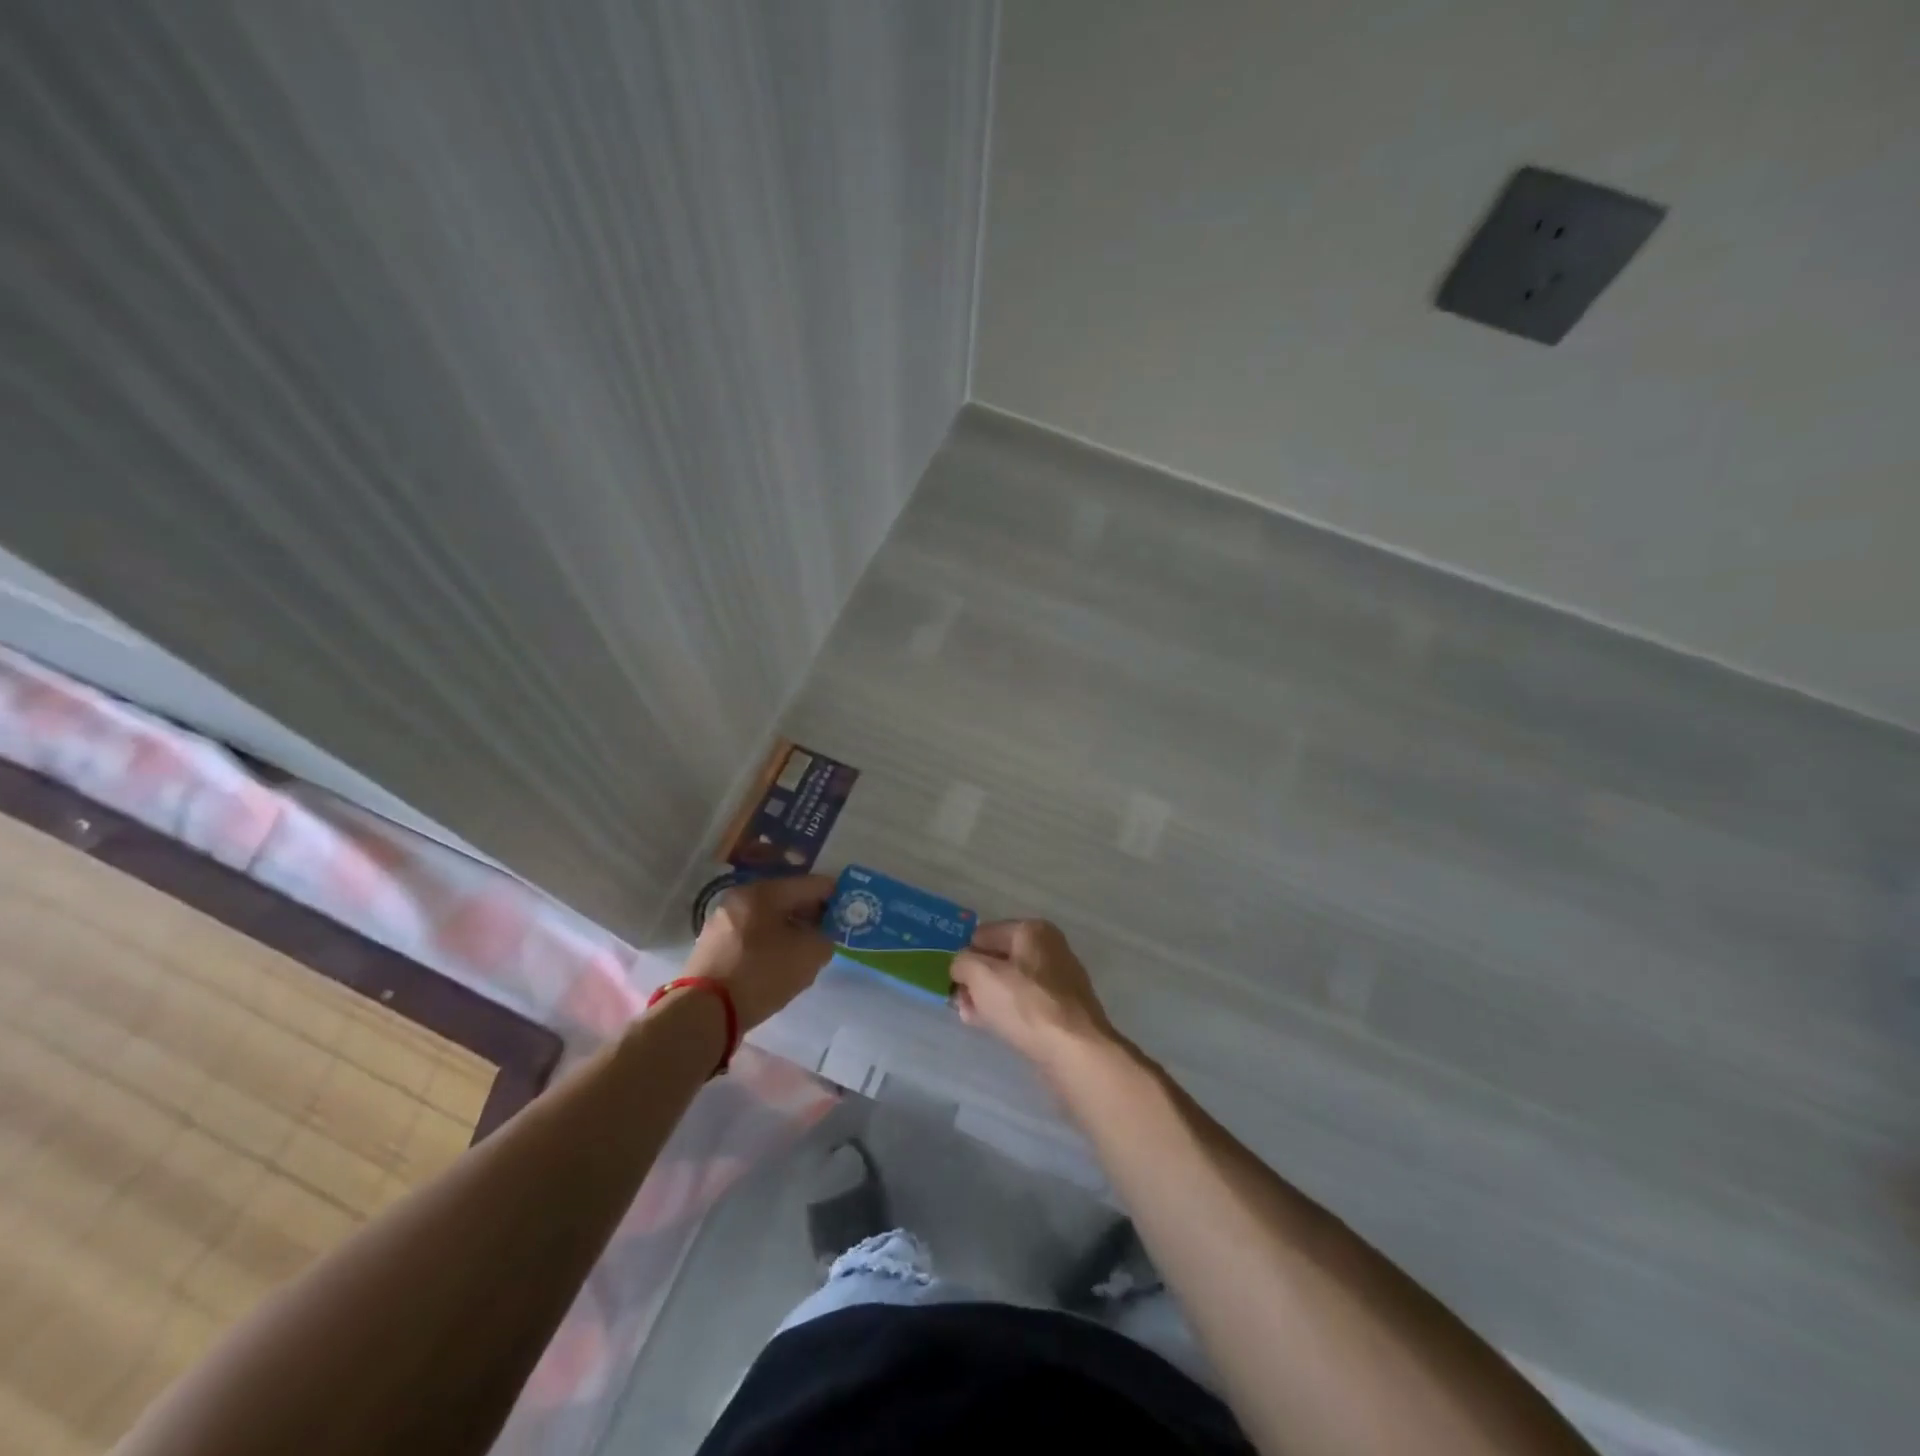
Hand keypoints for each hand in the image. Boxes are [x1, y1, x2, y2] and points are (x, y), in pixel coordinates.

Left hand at [685, 874, 834, 1030]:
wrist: (704, 1012)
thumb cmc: (761, 973)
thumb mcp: (809, 954)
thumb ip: (825, 938)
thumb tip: (820, 936)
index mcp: (763, 891)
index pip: (810, 884)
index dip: (835, 895)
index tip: (850, 910)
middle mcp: (739, 899)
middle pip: (787, 899)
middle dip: (811, 913)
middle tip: (830, 932)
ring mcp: (722, 922)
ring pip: (768, 919)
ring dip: (790, 930)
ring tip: (806, 951)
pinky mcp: (712, 947)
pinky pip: (752, 936)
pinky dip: (770, 944)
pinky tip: (780, 964)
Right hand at [950, 919, 1118, 1068]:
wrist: (1075, 1051)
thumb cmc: (1025, 1003)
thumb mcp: (981, 975)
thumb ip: (962, 962)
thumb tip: (962, 966)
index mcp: (1033, 930)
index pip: (985, 934)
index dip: (965, 954)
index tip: (952, 979)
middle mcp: (1050, 949)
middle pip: (999, 959)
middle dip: (976, 979)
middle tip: (959, 1001)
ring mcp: (1059, 981)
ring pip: (1011, 984)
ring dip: (988, 997)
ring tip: (970, 1017)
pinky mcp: (1063, 1011)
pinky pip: (1026, 1004)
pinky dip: (1007, 1012)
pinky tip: (993, 1027)